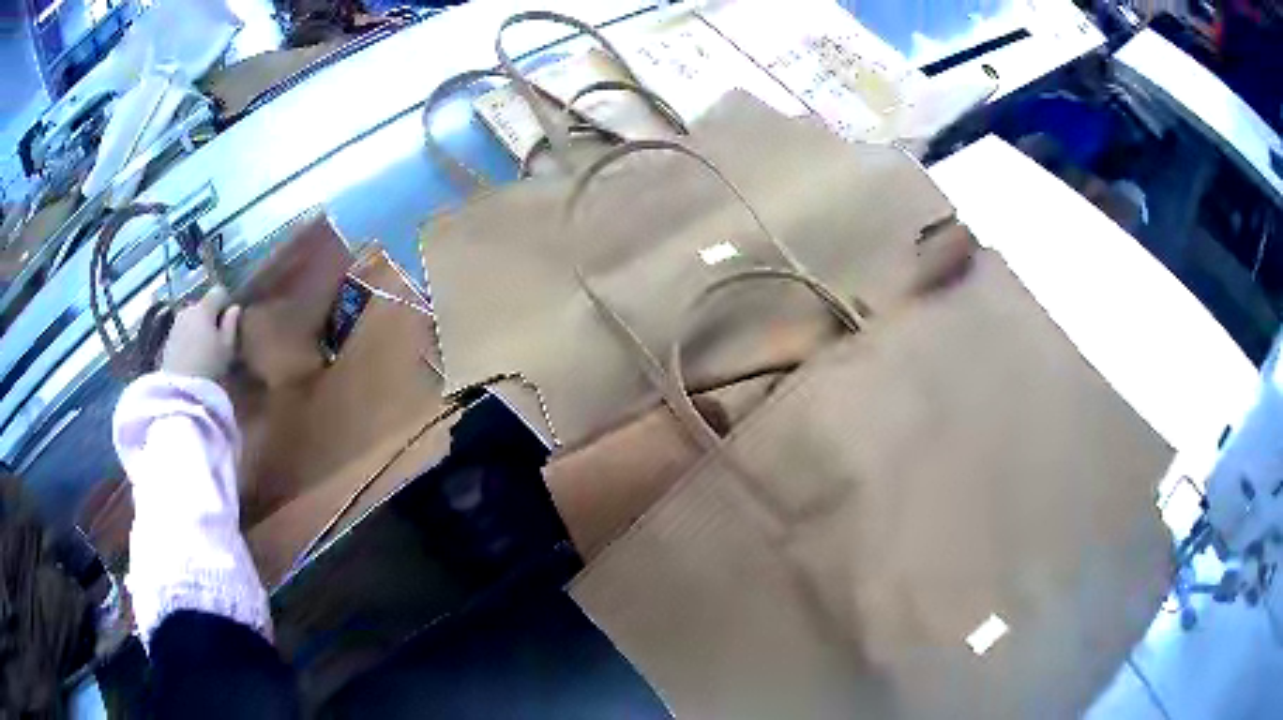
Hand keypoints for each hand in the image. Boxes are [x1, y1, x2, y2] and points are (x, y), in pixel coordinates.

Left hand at [160, 286, 241, 379]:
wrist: (180, 389)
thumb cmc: (208, 366)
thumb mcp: (227, 347)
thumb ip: (231, 324)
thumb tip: (234, 308)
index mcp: (204, 308)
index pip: (219, 291)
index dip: (226, 303)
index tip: (229, 321)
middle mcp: (188, 309)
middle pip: (203, 306)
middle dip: (210, 317)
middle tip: (216, 339)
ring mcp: (176, 324)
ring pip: (192, 319)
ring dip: (198, 328)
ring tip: (203, 350)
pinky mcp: (168, 339)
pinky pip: (182, 332)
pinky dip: (188, 339)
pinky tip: (192, 357)